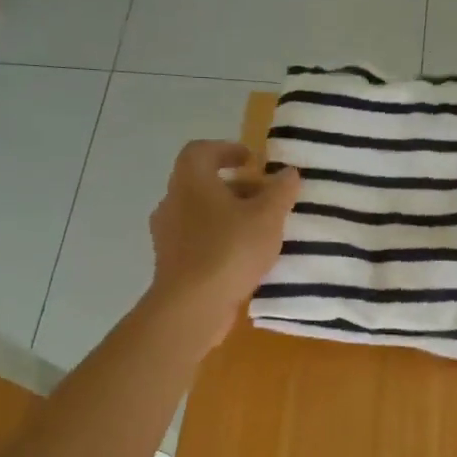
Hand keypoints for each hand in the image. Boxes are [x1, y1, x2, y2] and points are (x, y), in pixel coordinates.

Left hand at [147, 141, 300, 343]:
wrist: (192, 306)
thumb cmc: (230, 249)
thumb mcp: (267, 217)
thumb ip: (280, 191)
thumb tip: (288, 173)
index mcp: (191, 181)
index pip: (201, 151)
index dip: (226, 150)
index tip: (252, 161)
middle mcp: (172, 202)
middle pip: (202, 183)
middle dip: (235, 187)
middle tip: (265, 198)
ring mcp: (168, 235)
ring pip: (200, 214)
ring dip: (228, 215)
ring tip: (260, 229)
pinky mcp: (171, 263)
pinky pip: (198, 241)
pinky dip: (220, 240)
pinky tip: (244, 257)